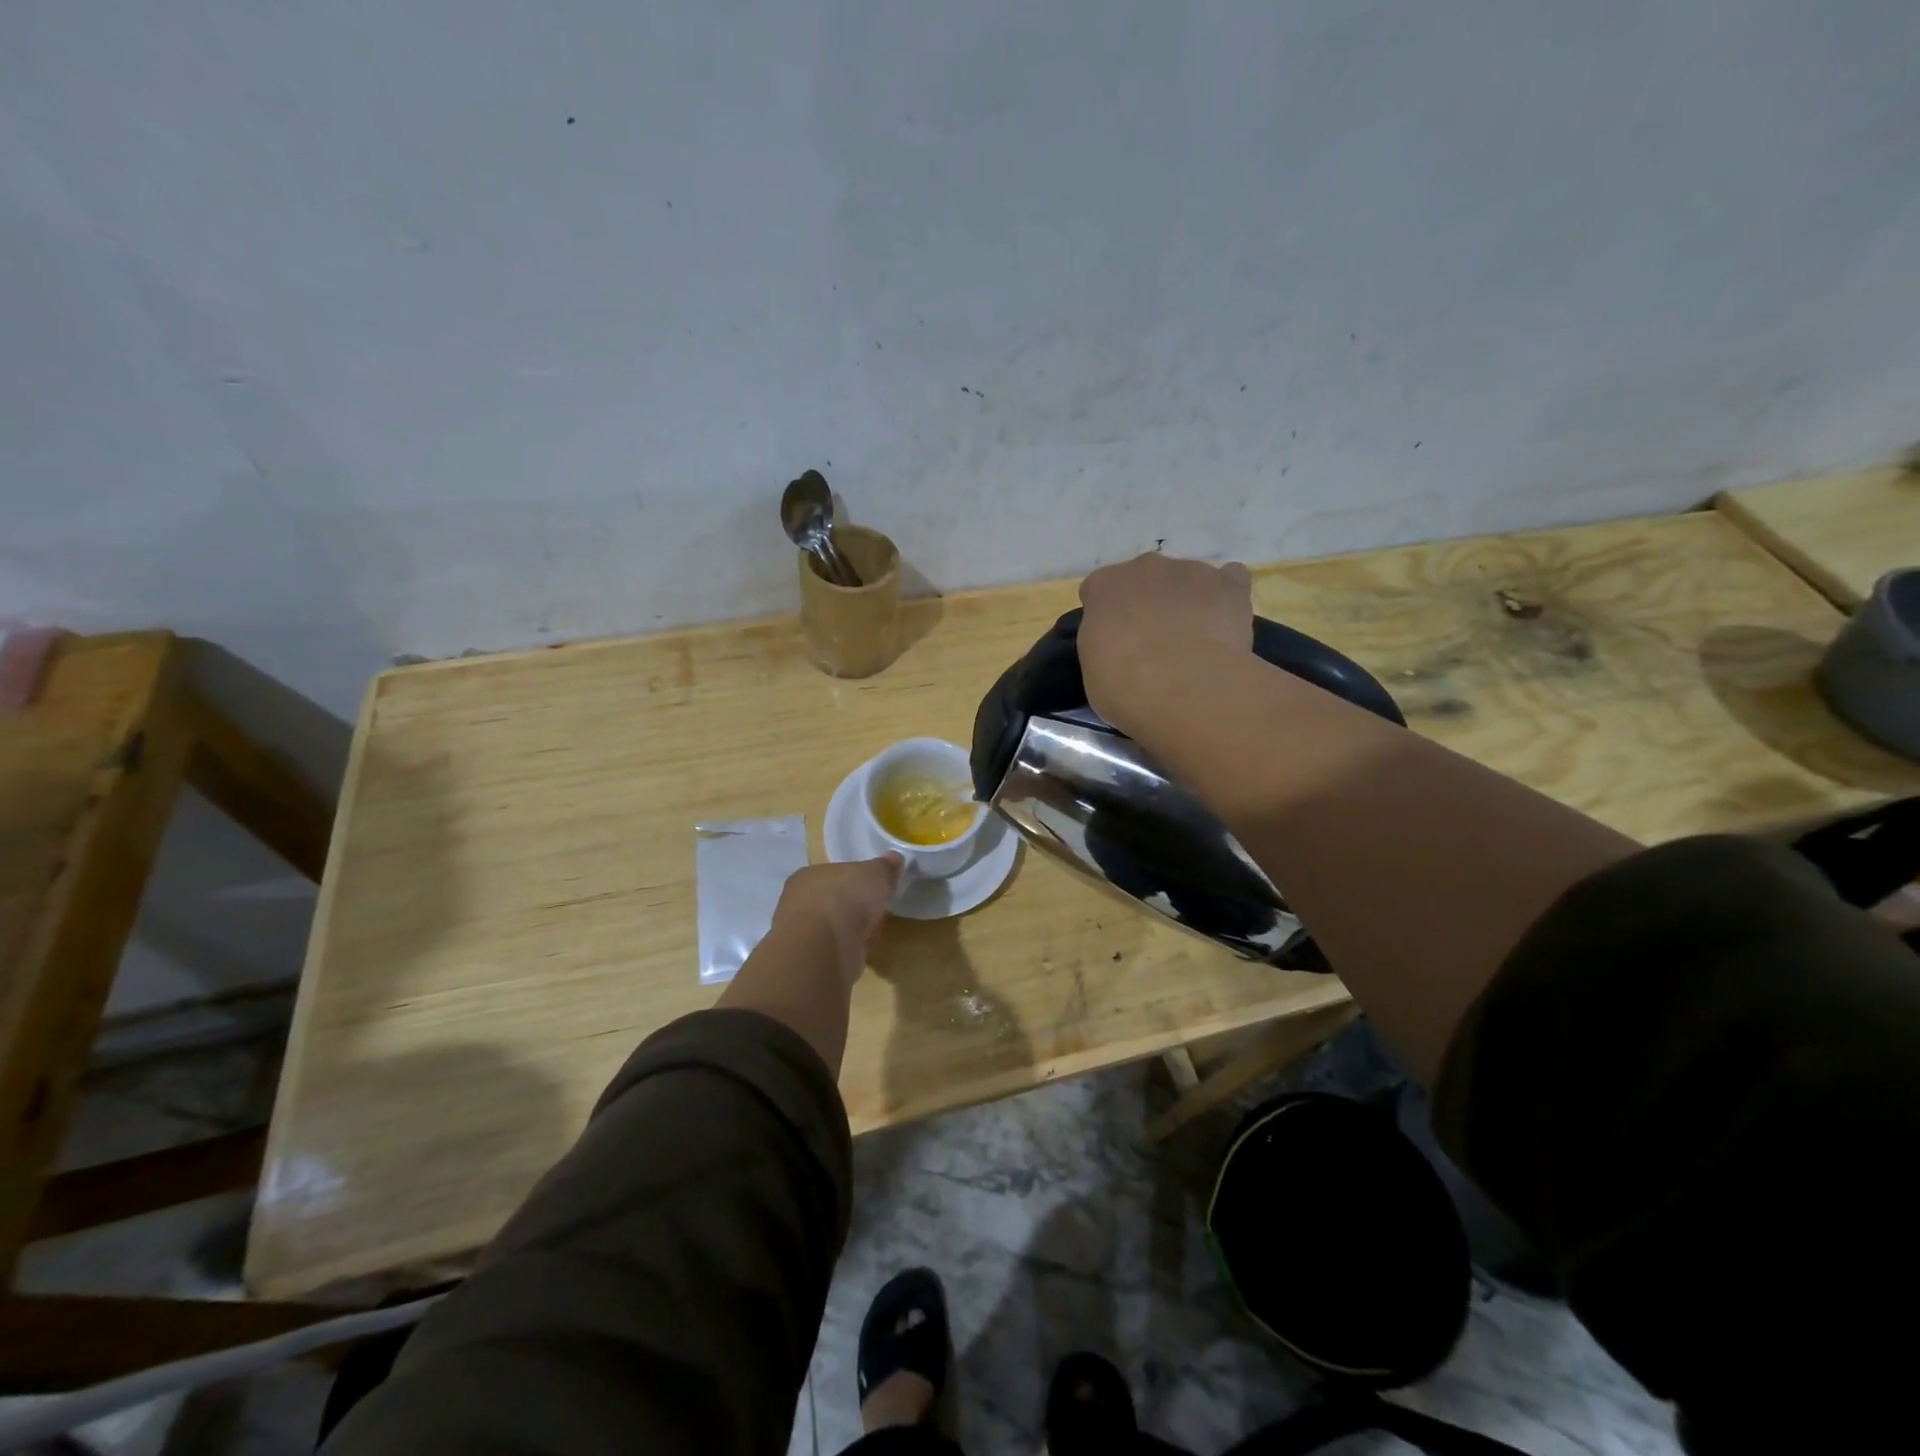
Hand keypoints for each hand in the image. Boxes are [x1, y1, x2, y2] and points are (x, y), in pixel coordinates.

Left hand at [770, 856, 902, 986]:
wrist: (824, 948)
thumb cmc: (845, 899)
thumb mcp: (874, 874)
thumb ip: (884, 867)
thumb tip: (894, 858)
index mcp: (808, 875)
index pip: (833, 873)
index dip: (855, 879)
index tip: (874, 887)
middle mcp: (798, 902)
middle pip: (833, 900)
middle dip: (854, 906)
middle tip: (876, 909)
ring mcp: (802, 933)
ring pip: (834, 926)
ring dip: (853, 930)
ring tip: (873, 932)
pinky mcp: (810, 960)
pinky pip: (837, 949)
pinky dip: (850, 950)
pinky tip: (863, 951)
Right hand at [1077, 553, 1252, 733]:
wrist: (1183, 687)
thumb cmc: (1124, 686)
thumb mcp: (1092, 672)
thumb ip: (1103, 647)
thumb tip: (1119, 649)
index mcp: (1103, 586)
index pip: (1099, 590)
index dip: (1108, 616)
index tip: (1114, 643)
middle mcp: (1144, 567)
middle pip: (1144, 578)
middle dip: (1148, 604)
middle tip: (1153, 644)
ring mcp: (1190, 570)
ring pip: (1186, 579)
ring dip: (1186, 602)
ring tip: (1194, 642)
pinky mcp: (1229, 584)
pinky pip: (1230, 580)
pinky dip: (1226, 597)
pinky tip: (1224, 624)